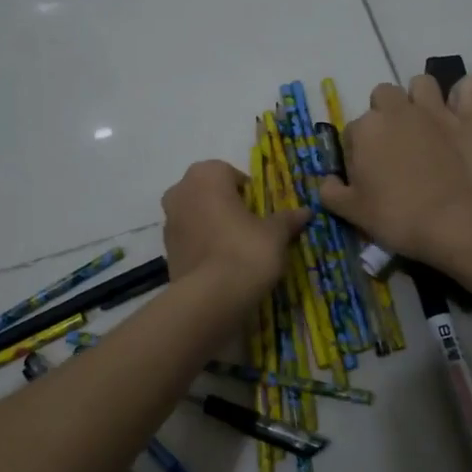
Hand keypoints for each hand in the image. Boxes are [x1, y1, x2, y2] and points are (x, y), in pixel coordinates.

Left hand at [162, 161, 308, 301]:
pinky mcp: (166, 250)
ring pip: (197, 215)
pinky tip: (221, 264)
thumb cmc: (246, 251)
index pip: (230, 173)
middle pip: (209, 193)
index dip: (248, 192)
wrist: (210, 298)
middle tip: (250, 228)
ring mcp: (169, 221)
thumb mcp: (275, 234)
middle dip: (227, 206)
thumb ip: (287, 219)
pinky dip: (203, 245)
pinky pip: (190, 239)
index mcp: (206, 175)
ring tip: (237, 249)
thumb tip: (305, 212)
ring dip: (213, 225)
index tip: (261, 212)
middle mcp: (180, 191)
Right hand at [319, 75, 471, 265]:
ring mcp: (435, 110)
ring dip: (420, 98)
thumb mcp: (351, 212)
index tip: (368, 176)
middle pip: (383, 96)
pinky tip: (460, 112)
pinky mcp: (469, 118)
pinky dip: (464, 95)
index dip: (358, 153)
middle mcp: (397, 110)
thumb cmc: (396, 218)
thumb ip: (331, 192)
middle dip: (385, 115)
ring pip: (422, 84)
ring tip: (424, 125)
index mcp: (365, 129)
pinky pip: (469, 87)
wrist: (452, 224)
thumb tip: (327, 181)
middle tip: (394, 147)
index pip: (352, 132)